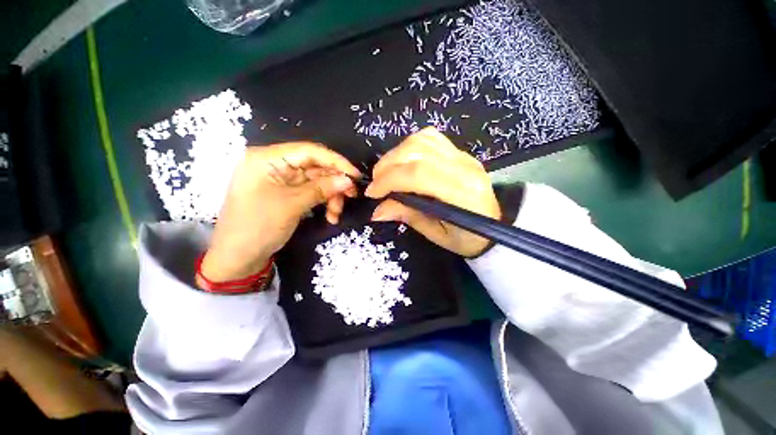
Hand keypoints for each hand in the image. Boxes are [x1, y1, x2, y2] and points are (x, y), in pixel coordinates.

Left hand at [200, 142, 359, 282]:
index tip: (356, 175)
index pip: (309, 151)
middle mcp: (275, 165)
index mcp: (267, 158)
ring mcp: (282, 180)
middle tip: (352, 196)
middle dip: (334, 183)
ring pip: (317, 181)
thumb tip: (348, 180)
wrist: (238, 258)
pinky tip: (330, 216)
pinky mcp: (287, 194)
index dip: (336, 161)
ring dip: (331, 196)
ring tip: (336, 214)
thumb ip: (321, 189)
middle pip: (315, 167)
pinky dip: (323, 203)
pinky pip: (312, 193)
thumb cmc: (258, 227)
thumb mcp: (292, 205)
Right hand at [366, 127, 500, 256]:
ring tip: (386, 172)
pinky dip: (409, 146)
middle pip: (416, 152)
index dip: (389, 180)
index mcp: (462, 193)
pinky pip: (429, 138)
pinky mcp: (460, 152)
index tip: (372, 193)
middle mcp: (464, 167)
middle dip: (387, 166)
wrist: (495, 224)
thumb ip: (409, 216)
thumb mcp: (437, 234)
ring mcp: (463, 155)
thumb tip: (378, 210)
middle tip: (376, 184)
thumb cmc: (468, 238)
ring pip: (421, 140)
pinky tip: (403, 161)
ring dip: (395, 154)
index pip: (417, 174)